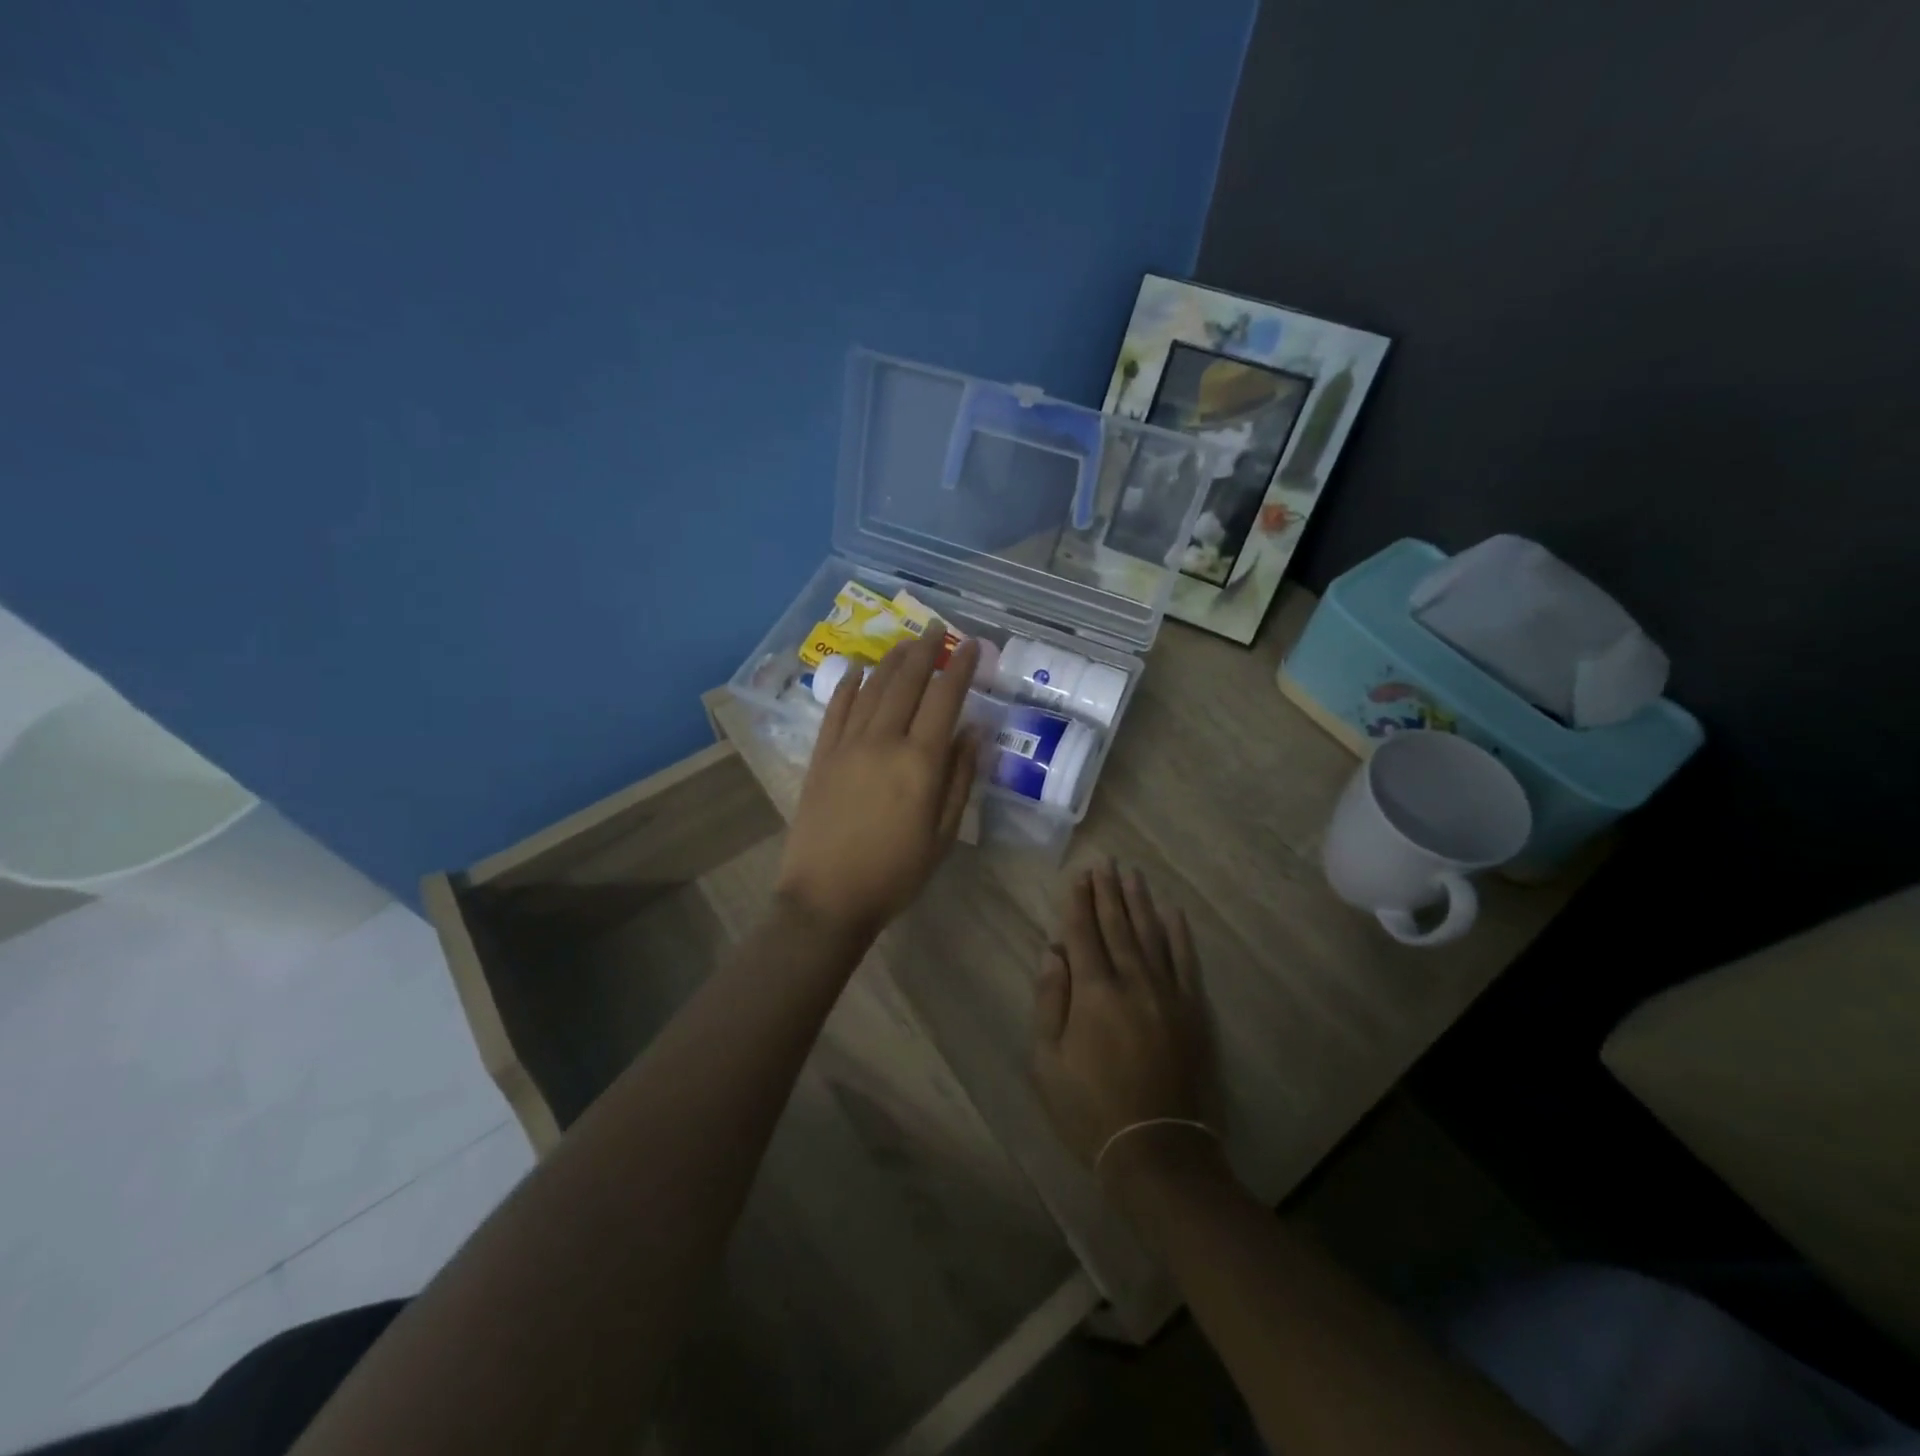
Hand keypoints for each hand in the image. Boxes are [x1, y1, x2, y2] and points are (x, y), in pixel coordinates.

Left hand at [775, 626, 979, 940]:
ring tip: (906, 641)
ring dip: (891, 660)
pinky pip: (836, 709)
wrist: (827, 898)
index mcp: (920, 762)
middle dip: (925, 650)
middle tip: (937, 628)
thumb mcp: (943, 834)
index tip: (972, 645)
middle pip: (907, 682)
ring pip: (872, 688)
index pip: (945, 699)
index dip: (961, 668)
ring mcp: (846, 745)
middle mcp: (883, 741)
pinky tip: (859, 669)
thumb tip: (973, 732)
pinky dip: (849, 685)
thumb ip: (960, 778)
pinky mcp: (821, 756)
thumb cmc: (896, 873)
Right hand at [1031, 862, 1217, 1198]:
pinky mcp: (1193, 1010)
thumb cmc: (1090, 1108)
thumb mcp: (1048, 1061)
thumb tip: (1053, 952)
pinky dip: (1179, 934)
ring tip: (1132, 874)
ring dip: (1140, 902)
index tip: (1078, 874)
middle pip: (1118, 925)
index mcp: (1094, 992)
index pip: (1083, 932)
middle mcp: (1132, 981)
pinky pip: (1186, 961)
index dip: (1079, 901)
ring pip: (1152, 934)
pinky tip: (1173, 912)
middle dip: (1108, 891)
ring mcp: (1168, 993)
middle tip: (1105, 862)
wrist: (1156, 1149)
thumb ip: (1050, 1000)